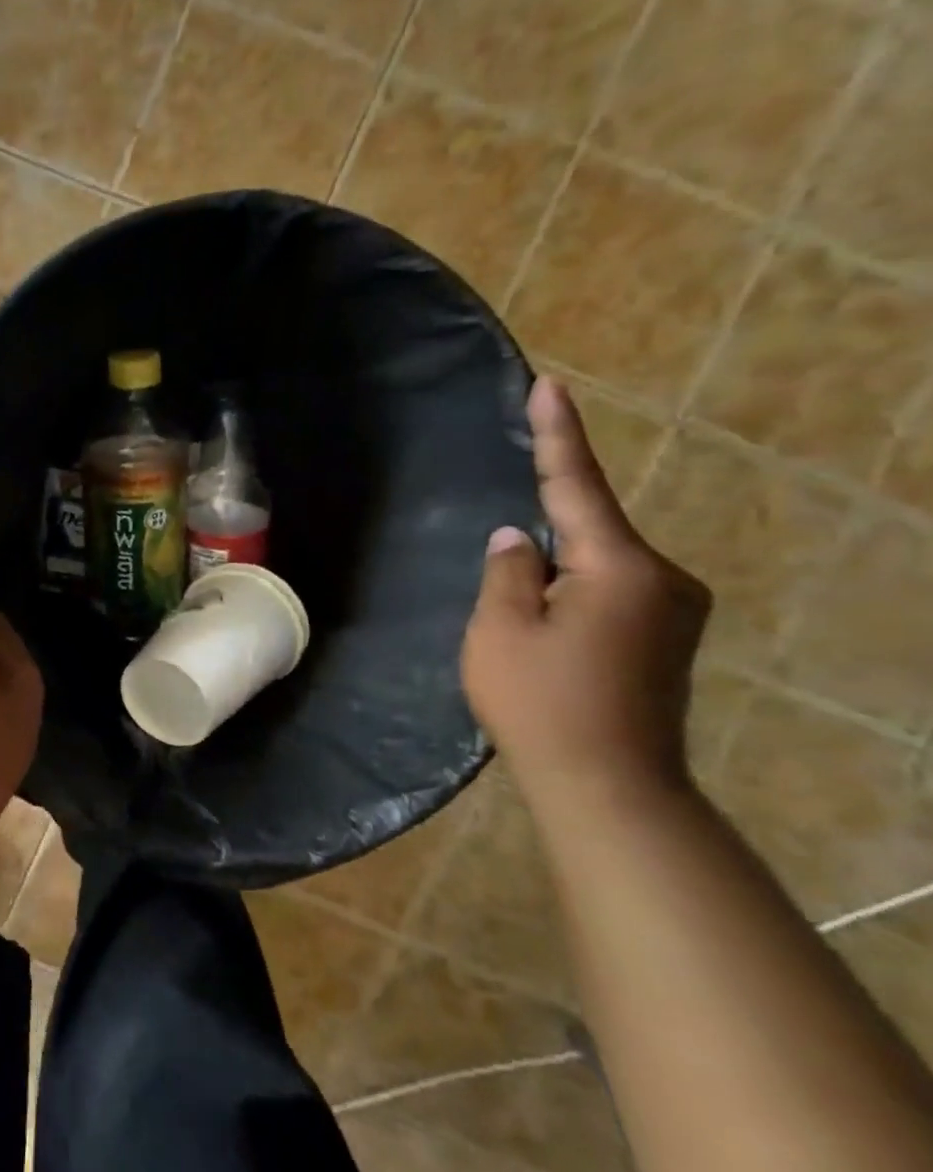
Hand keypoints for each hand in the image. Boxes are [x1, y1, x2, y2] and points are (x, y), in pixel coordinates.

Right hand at [462, 377, 711, 799]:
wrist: (608, 785)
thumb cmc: (541, 702)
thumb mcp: (499, 629)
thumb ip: (506, 570)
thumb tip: (518, 538)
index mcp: (621, 569)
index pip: (577, 486)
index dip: (558, 435)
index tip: (549, 386)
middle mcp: (663, 579)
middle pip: (587, 534)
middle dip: (540, 546)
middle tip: (505, 605)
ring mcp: (672, 610)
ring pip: (595, 567)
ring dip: (552, 580)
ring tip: (521, 634)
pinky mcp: (666, 638)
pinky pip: (608, 592)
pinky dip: (570, 598)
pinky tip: (545, 637)